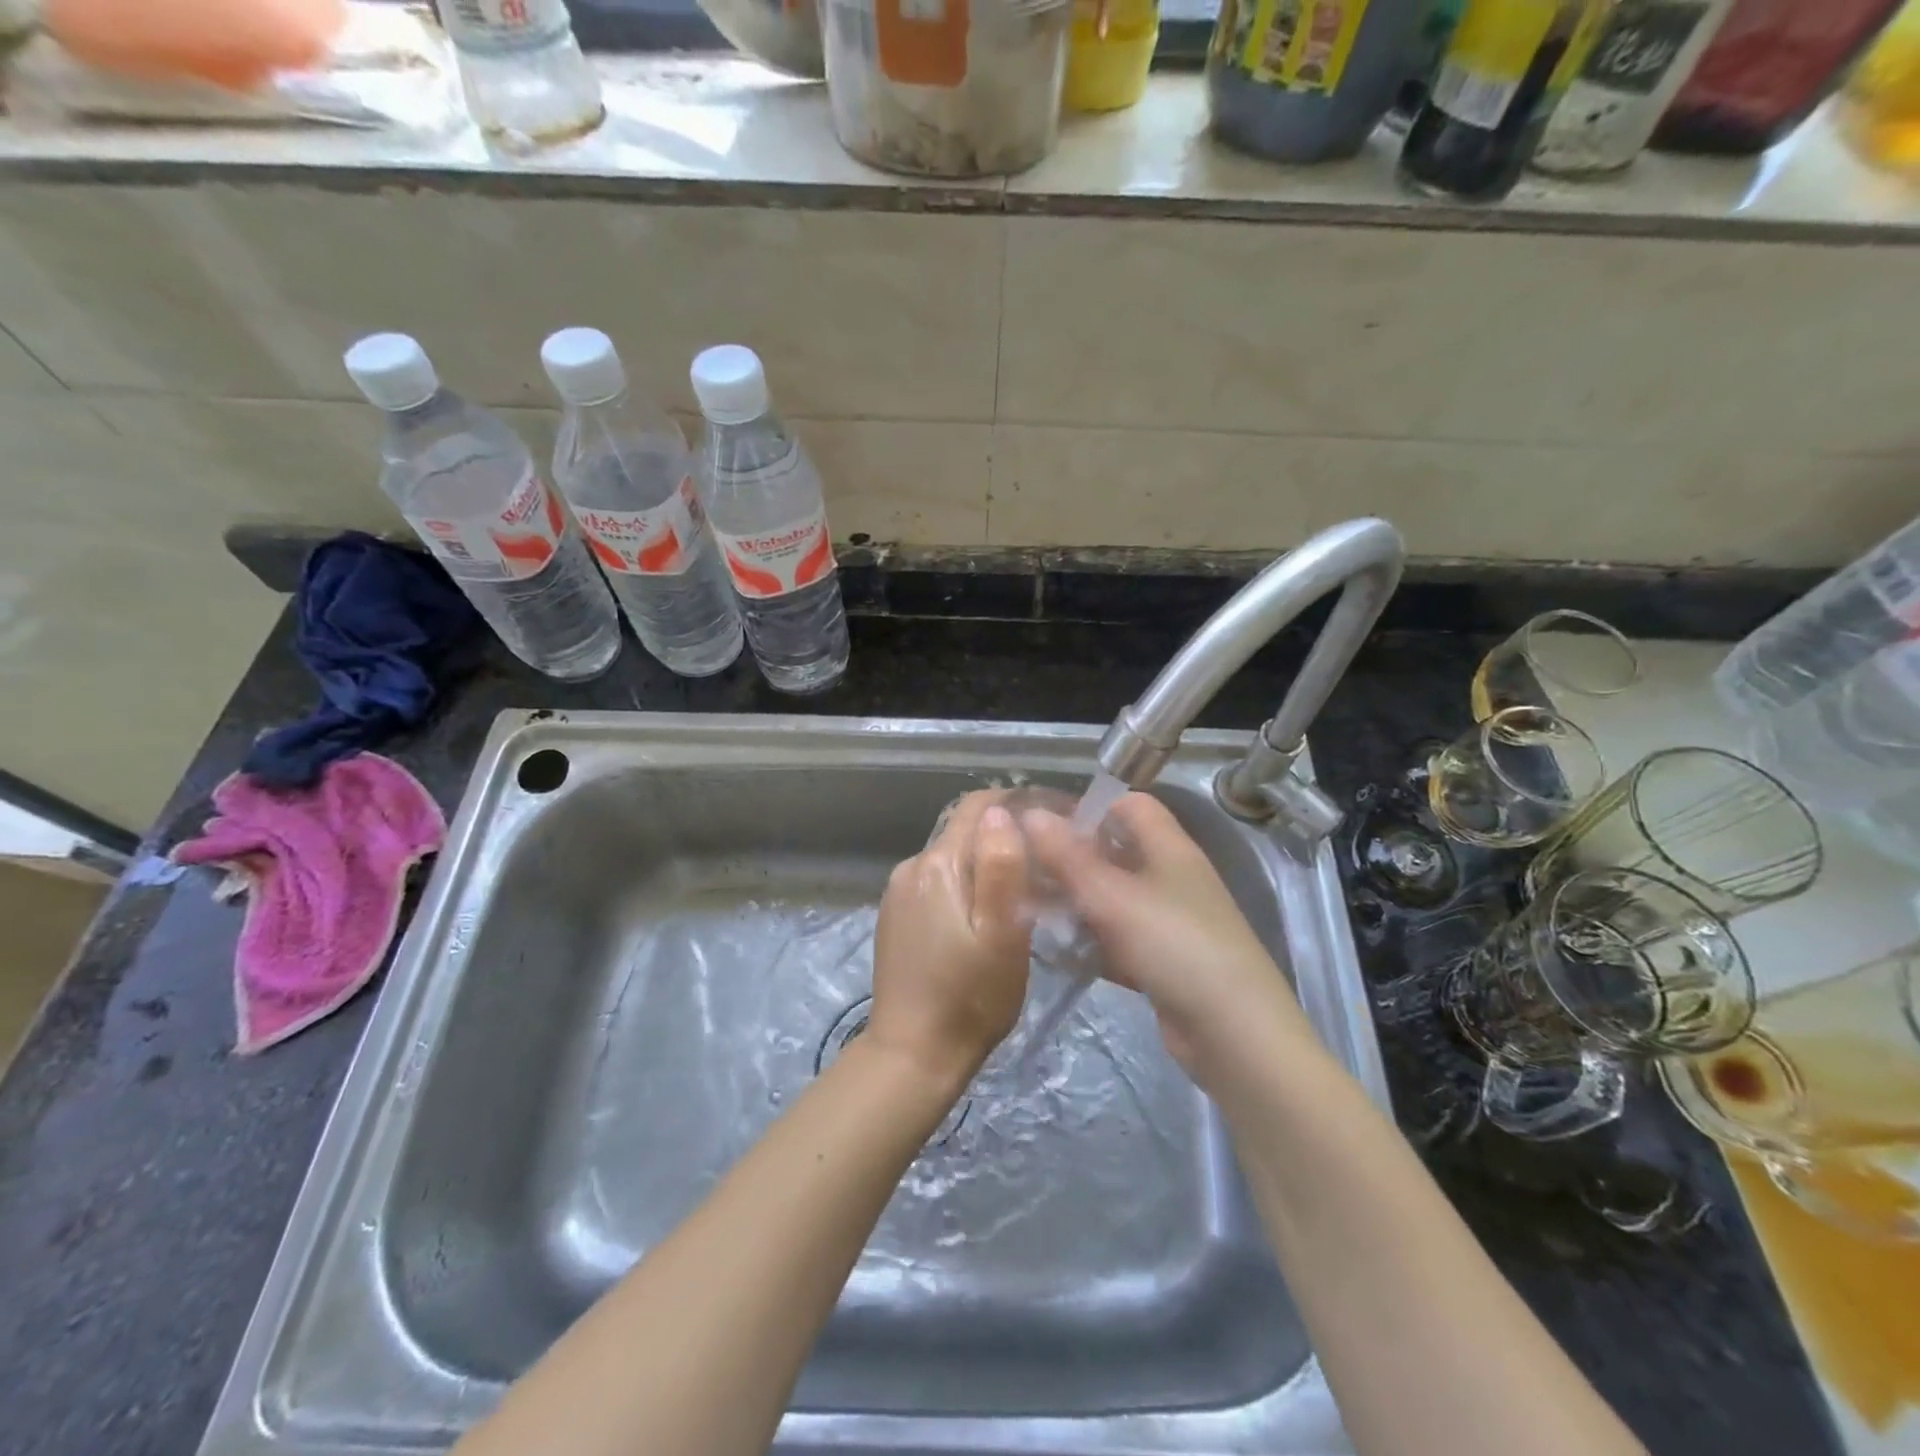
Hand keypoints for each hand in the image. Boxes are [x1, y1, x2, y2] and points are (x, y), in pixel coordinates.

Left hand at [867, 791, 1031, 1087]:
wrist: (914, 1053)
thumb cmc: (971, 996)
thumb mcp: (1003, 934)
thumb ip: (1002, 866)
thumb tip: (1000, 813)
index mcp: (938, 864)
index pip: (977, 807)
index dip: (1015, 805)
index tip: (1051, 822)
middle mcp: (911, 867)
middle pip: (964, 833)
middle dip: (1003, 840)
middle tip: (1044, 868)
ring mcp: (898, 892)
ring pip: (951, 859)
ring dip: (983, 866)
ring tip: (1020, 895)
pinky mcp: (895, 916)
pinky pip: (936, 884)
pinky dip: (963, 887)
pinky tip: (981, 918)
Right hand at [1021, 793, 1310, 1086]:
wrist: (1233, 1032)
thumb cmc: (1174, 945)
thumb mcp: (1113, 897)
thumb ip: (1068, 857)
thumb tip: (1029, 814)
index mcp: (1170, 848)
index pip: (1131, 805)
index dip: (1091, 807)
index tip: (1046, 825)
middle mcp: (1171, 877)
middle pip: (1117, 852)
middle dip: (1073, 859)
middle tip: (1026, 870)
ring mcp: (1168, 921)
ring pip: (1113, 898)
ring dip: (1076, 902)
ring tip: (1029, 910)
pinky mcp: (1161, 960)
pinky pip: (1118, 939)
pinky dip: (1090, 941)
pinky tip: (1056, 950)